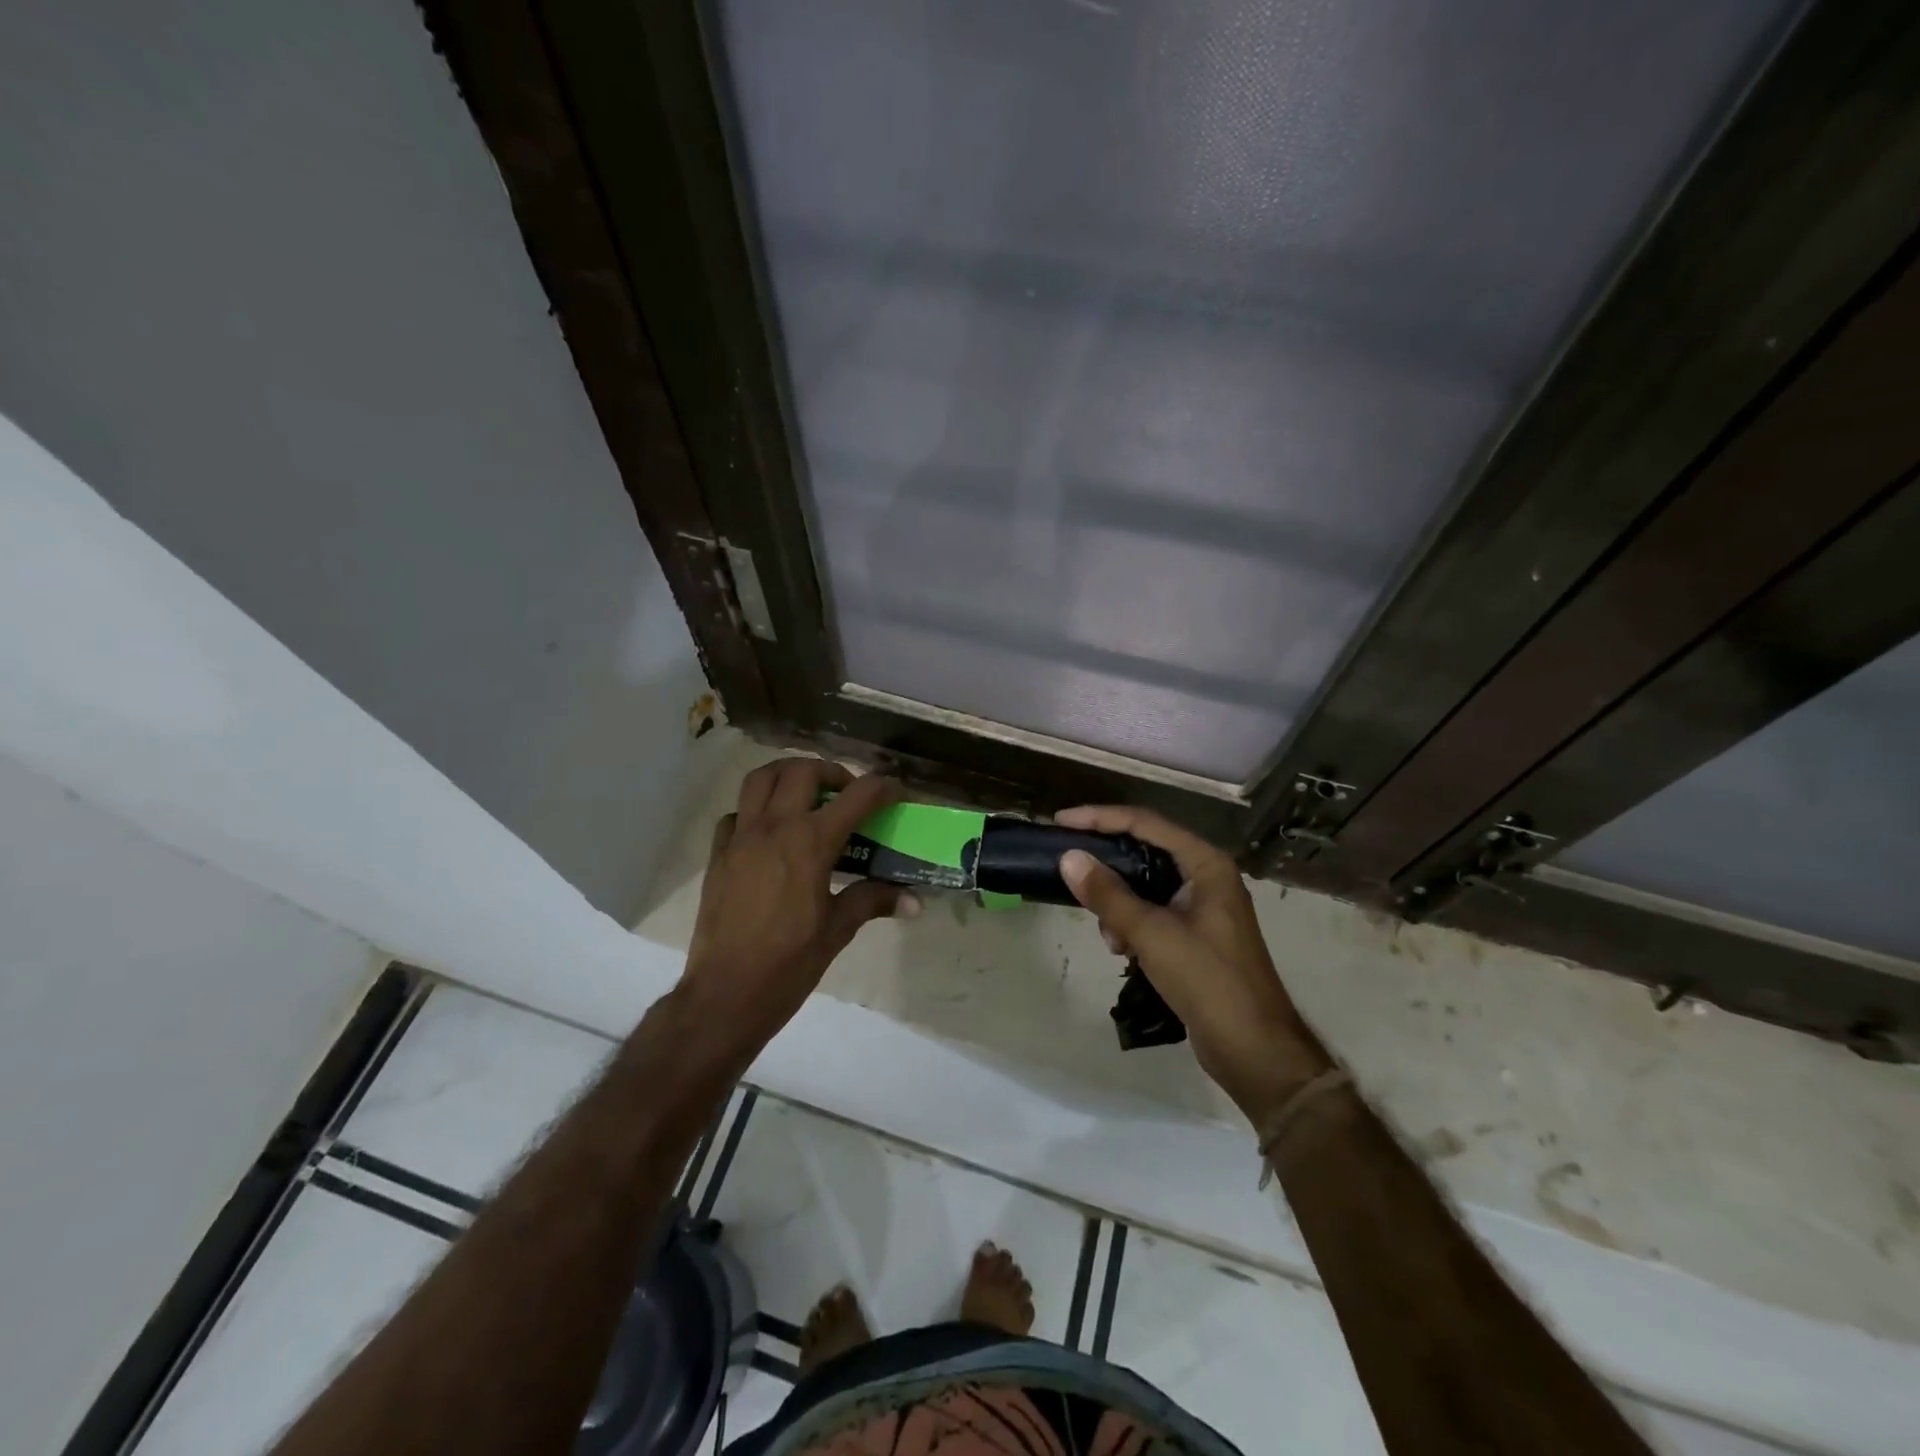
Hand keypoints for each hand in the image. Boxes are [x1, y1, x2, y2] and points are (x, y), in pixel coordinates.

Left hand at [677, 757, 916, 1054]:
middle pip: (801, 770)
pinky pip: (736, 813)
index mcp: (810, 843)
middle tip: (845, 792)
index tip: (895, 792)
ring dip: (787, 775)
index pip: (856, 797)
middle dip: (830, 771)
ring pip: (760, 778)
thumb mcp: (837, 930)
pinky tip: (768, 833)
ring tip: (805, 795)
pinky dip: (755, 810)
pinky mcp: (717, 855)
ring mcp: (740, 838)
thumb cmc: (788, 964)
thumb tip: (913, 901)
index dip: (881, 787)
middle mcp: (774, 828)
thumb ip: (872, 901)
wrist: (725, 994)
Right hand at [1055, 806, 1330, 1118]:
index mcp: (1206, 864)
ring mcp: (1203, 907)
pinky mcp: (1196, 934)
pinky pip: (1153, 912)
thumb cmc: (1208, 981)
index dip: (1101, 818)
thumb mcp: (1152, 934)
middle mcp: (1207, 876)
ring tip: (1108, 935)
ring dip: (1119, 903)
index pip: (1146, 823)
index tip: (1062, 822)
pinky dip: (1132, 924)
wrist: (1254, 1050)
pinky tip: (1123, 950)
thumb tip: (1069, 858)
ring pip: (1146, 885)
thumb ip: (1109, 894)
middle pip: (1146, 851)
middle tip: (1070, 869)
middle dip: (1108, 866)